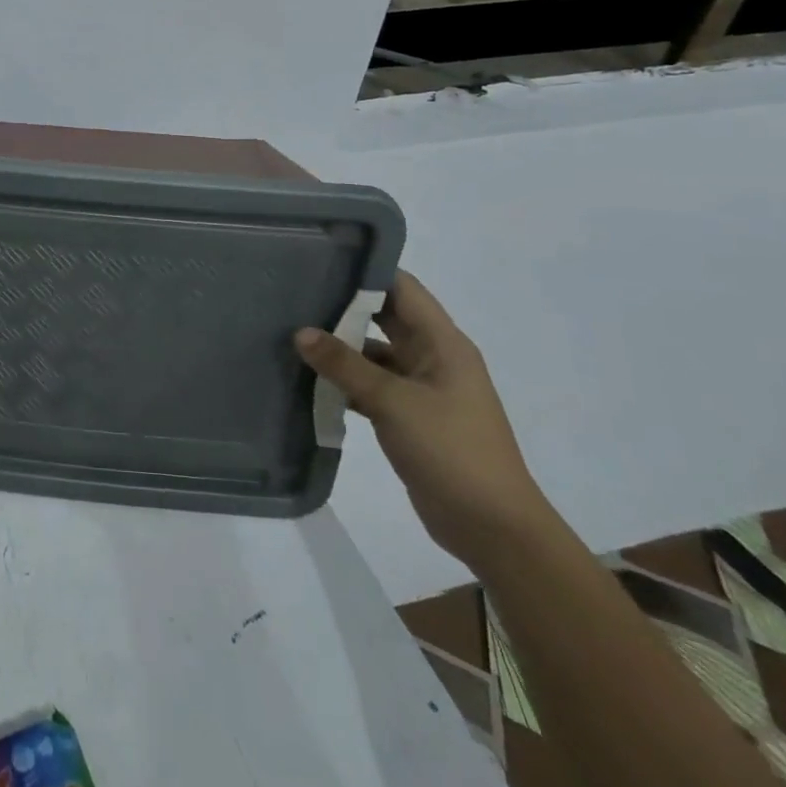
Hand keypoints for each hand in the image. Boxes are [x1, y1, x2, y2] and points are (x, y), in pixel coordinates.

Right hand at [295, 271, 551, 566]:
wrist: (492, 526)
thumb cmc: (451, 450)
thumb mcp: (393, 402)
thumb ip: (345, 365)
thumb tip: (301, 332)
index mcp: (444, 344)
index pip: (404, 289)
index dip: (367, 272)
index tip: (321, 260)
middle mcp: (435, 359)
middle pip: (387, 319)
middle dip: (345, 307)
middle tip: (295, 293)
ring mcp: (424, 390)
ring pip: (376, 354)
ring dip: (341, 347)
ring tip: (293, 333)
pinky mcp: (411, 417)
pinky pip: (373, 386)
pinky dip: (346, 381)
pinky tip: (310, 379)